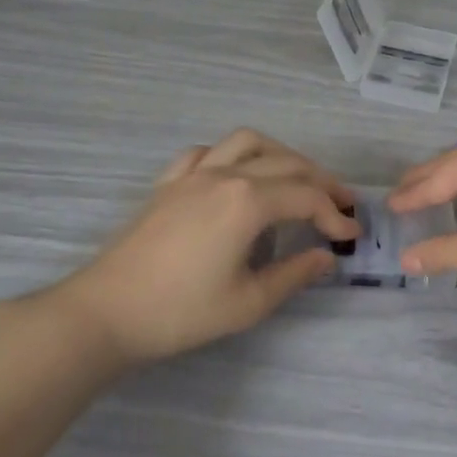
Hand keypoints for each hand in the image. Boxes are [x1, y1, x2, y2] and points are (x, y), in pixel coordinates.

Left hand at [50, 129, 359, 365]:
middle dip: (321, 181)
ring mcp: (193, 174)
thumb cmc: (180, 312)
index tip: (352, 235)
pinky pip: (205, 152)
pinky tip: (234, 174)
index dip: (335, 214)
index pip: (307, 197)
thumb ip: (294, 274)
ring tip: (296, 177)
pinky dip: (230, 155)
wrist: (104, 314)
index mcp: (248, 201)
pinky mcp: (168, 183)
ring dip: (280, 154)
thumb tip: (327, 257)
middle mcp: (225, 174)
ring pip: (248, 142)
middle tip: (342, 203)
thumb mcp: (248, 303)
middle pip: (287, 163)